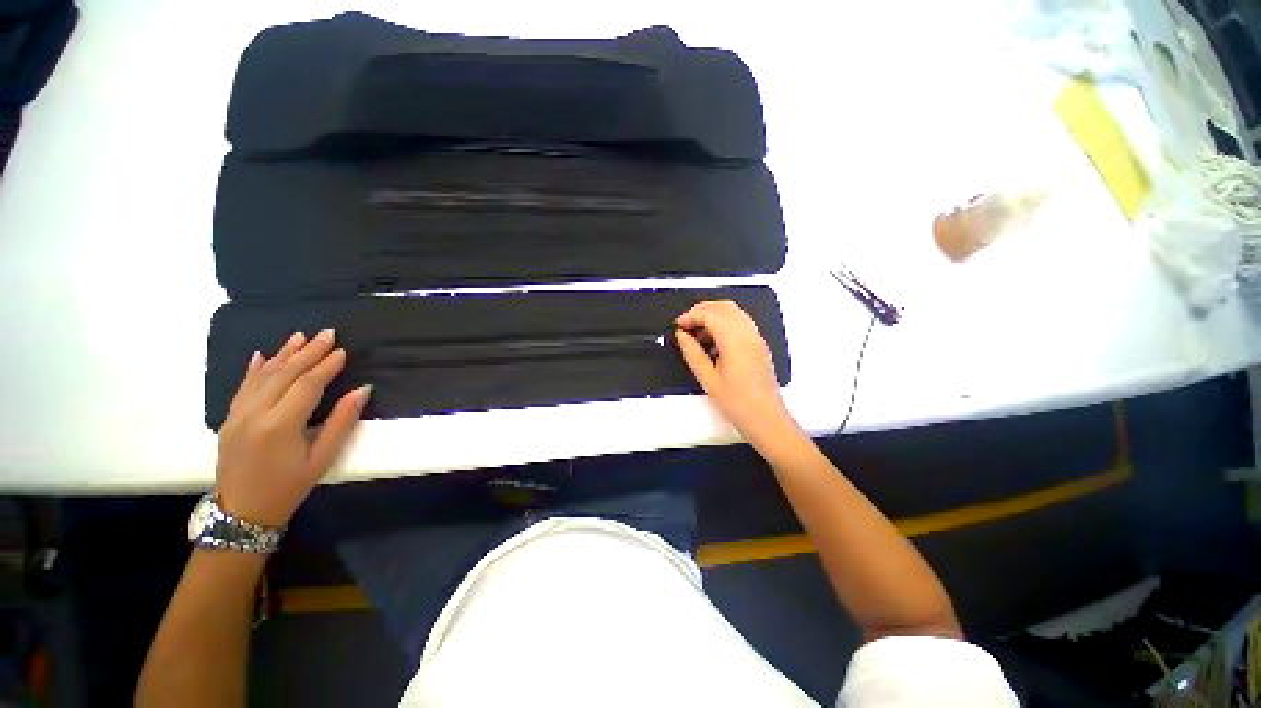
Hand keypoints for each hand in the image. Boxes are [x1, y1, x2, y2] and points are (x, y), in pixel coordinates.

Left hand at [215, 329, 370, 526]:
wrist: (242, 512)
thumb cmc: (289, 487)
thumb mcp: (323, 459)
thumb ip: (341, 422)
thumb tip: (361, 391)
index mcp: (280, 425)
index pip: (307, 385)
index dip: (326, 366)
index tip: (342, 351)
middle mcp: (255, 414)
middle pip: (284, 374)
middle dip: (307, 352)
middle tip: (327, 333)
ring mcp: (237, 415)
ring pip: (261, 376)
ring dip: (282, 354)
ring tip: (300, 336)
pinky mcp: (228, 419)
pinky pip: (242, 387)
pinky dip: (254, 369)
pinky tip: (261, 355)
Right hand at [674, 301, 797, 450]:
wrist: (766, 418)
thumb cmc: (737, 402)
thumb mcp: (707, 378)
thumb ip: (692, 353)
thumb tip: (681, 335)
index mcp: (734, 340)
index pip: (710, 313)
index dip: (690, 316)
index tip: (677, 326)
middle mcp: (747, 333)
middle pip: (722, 307)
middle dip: (701, 311)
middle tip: (685, 326)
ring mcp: (756, 337)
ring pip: (733, 312)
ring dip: (713, 316)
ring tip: (696, 335)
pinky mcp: (759, 344)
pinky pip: (740, 322)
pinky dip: (724, 323)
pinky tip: (713, 342)